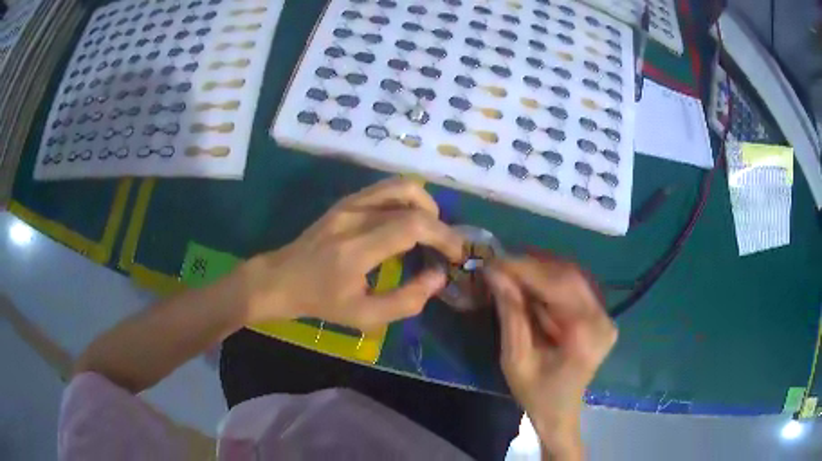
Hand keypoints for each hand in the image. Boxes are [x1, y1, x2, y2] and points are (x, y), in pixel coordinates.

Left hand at [238, 177, 464, 329]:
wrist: (280, 279)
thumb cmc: (321, 301)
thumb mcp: (364, 316)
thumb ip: (406, 300)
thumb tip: (438, 277)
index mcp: (356, 248)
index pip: (412, 225)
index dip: (444, 236)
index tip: (456, 254)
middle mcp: (354, 216)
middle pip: (412, 199)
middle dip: (440, 223)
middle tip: (444, 247)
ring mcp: (348, 203)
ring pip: (401, 186)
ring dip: (425, 206)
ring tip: (429, 232)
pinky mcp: (346, 200)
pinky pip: (386, 189)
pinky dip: (408, 201)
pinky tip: (407, 224)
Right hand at [485, 256, 616, 459]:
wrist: (560, 412)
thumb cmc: (535, 393)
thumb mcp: (515, 359)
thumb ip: (510, 314)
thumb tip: (495, 273)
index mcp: (585, 334)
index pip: (557, 286)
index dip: (525, 269)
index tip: (494, 261)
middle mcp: (603, 319)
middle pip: (568, 276)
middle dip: (531, 266)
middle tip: (500, 264)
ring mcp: (606, 316)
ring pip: (572, 276)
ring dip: (540, 270)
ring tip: (511, 271)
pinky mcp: (601, 315)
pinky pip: (575, 286)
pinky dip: (550, 280)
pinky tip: (530, 283)